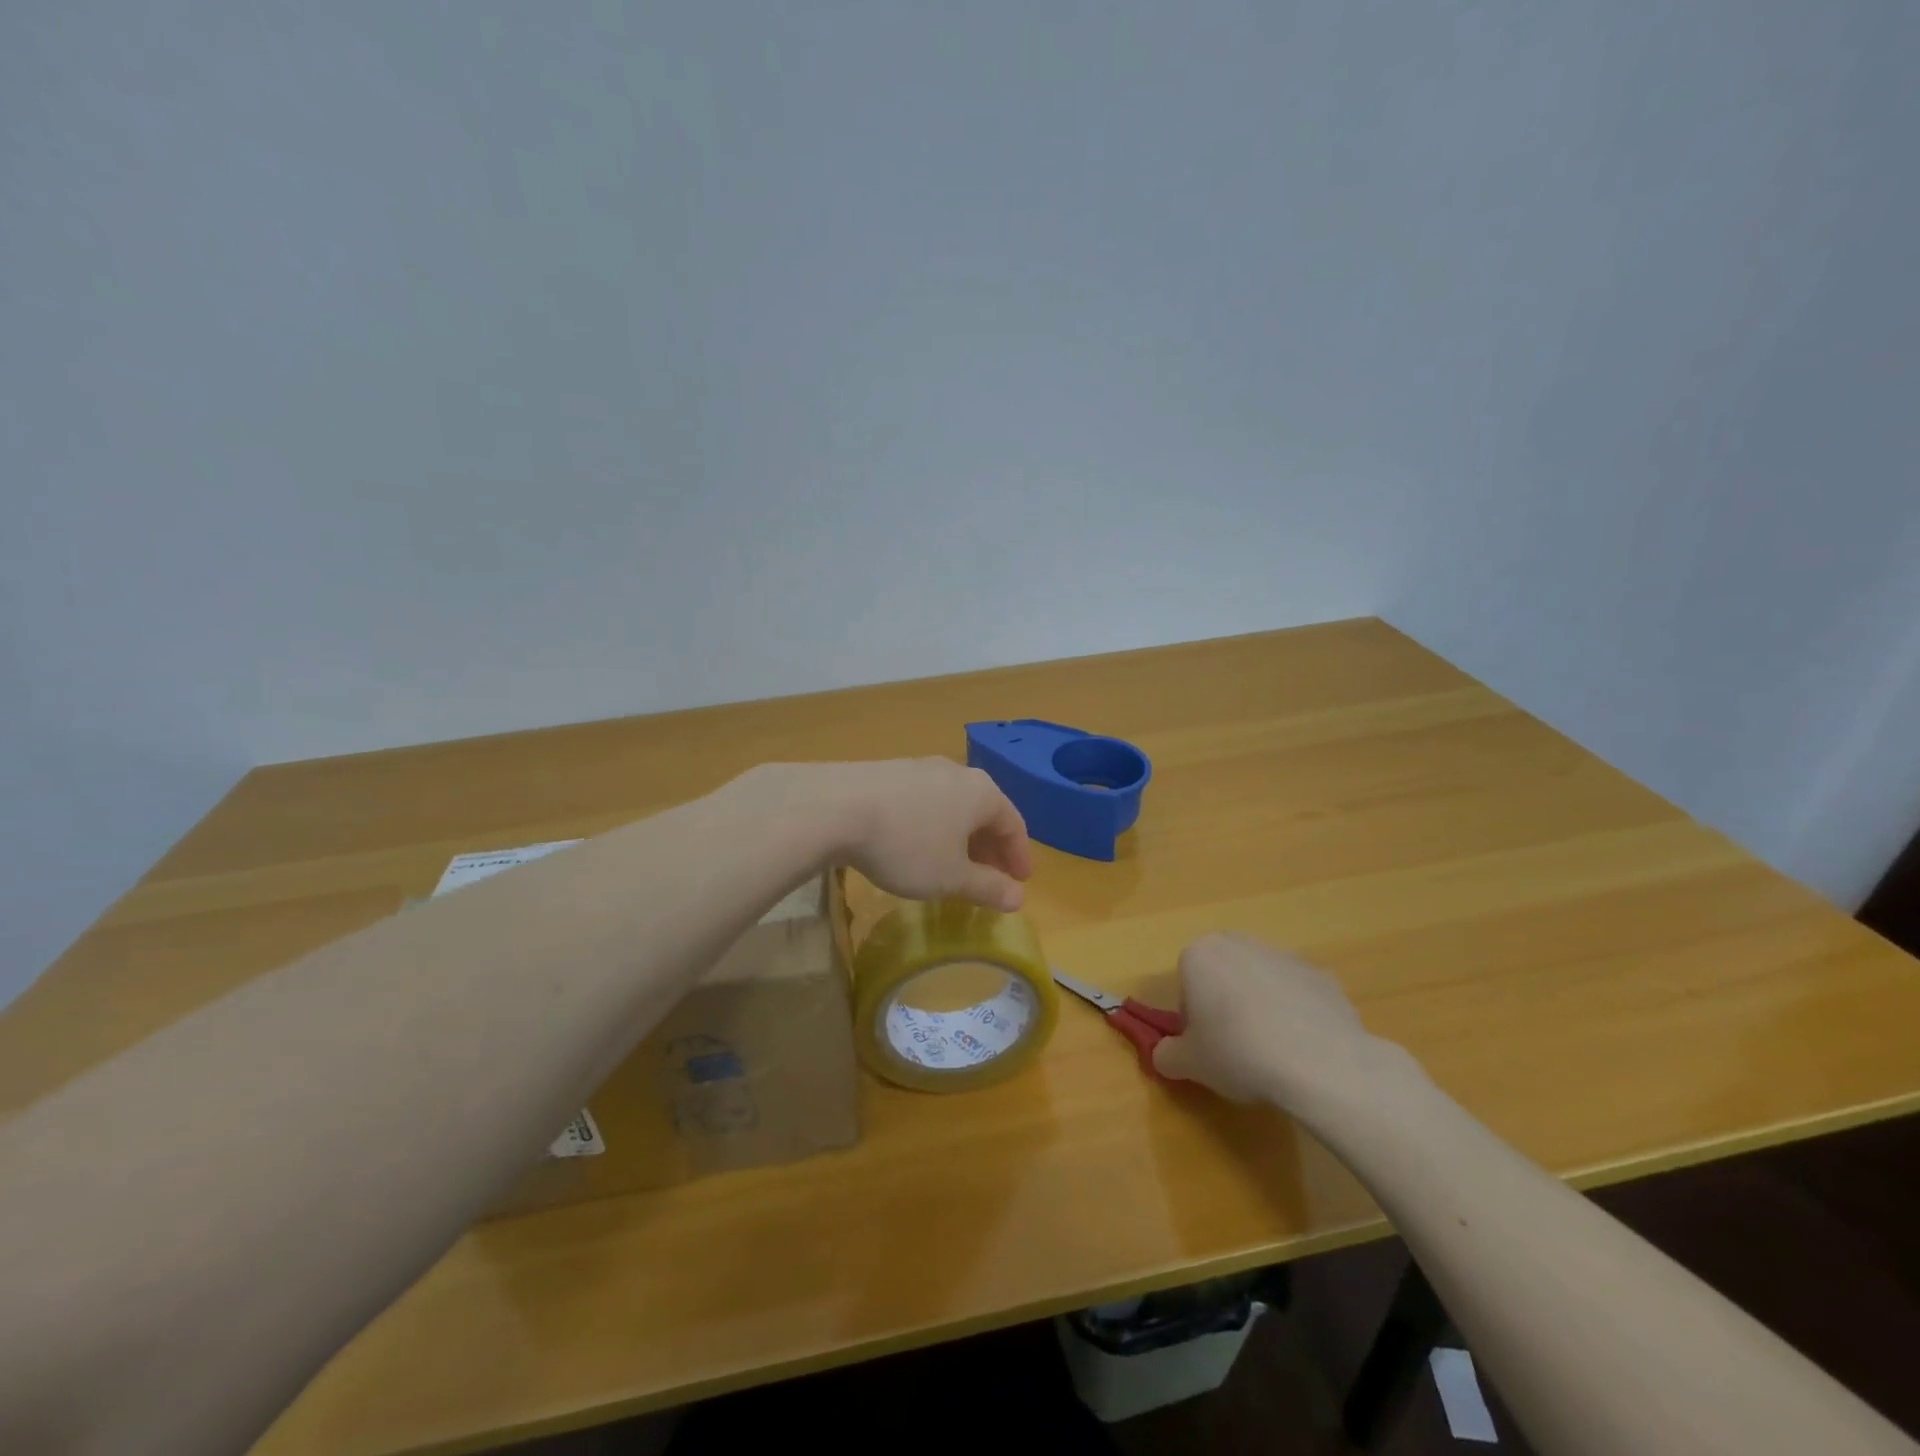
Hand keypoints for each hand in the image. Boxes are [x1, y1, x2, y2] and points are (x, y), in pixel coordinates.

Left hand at [760, 758, 1033, 910]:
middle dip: (989, 847)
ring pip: (951, 805)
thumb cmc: (907, 845)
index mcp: (982, 793)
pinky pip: (923, 801)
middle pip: (983, 811)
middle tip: (988, 877)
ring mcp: (919, 767)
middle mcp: (956, 772)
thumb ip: (987, 887)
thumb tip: (1017, 899)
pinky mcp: (888, 772)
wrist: (835, 807)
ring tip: (951, 864)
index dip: (1018, 856)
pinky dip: (931, 825)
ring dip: (958, 836)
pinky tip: (914, 845)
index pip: (1013, 824)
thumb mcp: (950, 877)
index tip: (1019, 882)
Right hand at [1153, 933, 1409, 1114]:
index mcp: (1200, 955)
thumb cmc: (1237, 1053)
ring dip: (1262, 1008)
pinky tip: (1304, 1050)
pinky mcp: (1322, 975)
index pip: (1186, 984)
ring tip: (1273, 1054)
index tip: (1206, 1046)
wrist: (1319, 1061)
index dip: (1193, 1018)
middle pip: (1224, 975)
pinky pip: (1299, 996)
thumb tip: (1165, 1055)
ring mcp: (1284, 956)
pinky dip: (1298, 1016)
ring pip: (1262, 983)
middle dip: (1226, 1003)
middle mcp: (1240, 944)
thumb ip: (1167, 1055)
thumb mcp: (1188, 1064)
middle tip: (1234, 1047)